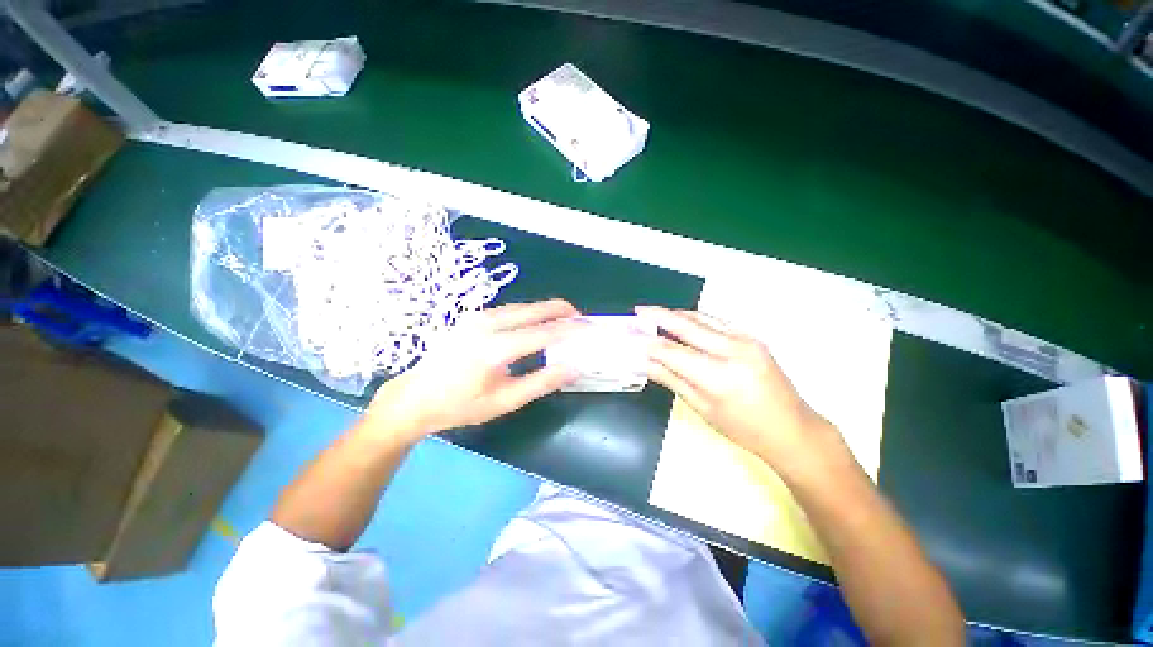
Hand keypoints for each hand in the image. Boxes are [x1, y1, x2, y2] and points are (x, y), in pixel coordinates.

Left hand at [363, 299, 581, 441]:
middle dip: (560, 310)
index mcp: (494, 348)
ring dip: (545, 310)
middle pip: (533, 310)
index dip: (570, 330)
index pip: (542, 333)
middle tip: (581, 318)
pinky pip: (510, 310)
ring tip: (565, 319)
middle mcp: (486, 324)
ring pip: (522, 307)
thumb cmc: (460, 405)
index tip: (589, 328)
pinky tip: (537, 322)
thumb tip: (574, 368)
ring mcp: (477, 317)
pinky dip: (530, 313)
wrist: (415, 397)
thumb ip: (542, 382)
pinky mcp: (473, 317)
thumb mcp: (505, 401)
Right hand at [635, 306, 845, 472]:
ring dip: (676, 314)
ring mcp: (746, 340)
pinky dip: (695, 318)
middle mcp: (733, 351)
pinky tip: (682, 320)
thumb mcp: (703, 408)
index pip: (673, 352)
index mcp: (719, 376)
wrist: (792, 428)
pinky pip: (716, 321)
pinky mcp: (752, 336)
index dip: (649, 344)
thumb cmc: (744, 428)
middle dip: (659, 316)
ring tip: (655, 313)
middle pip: (687, 326)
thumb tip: (644, 363)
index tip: (631, 337)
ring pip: (702, 318)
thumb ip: (671, 380)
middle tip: (638, 310)